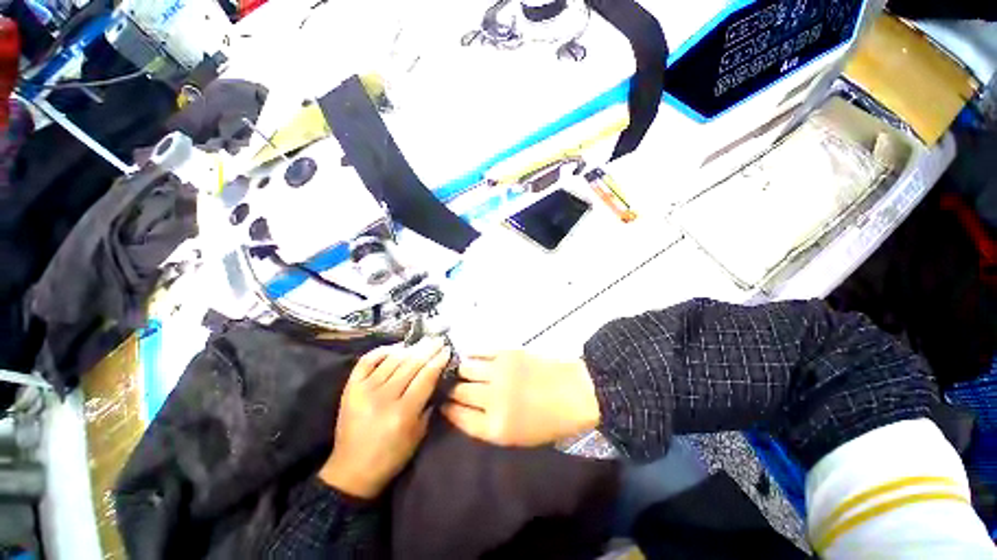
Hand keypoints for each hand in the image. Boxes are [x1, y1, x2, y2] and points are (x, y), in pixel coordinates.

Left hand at [319, 337, 450, 498]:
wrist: (352, 471)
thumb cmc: (391, 456)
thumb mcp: (418, 434)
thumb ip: (428, 404)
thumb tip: (436, 377)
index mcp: (403, 412)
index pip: (426, 377)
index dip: (438, 361)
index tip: (447, 349)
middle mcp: (383, 397)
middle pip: (411, 365)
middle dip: (428, 349)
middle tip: (438, 339)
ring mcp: (364, 390)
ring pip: (392, 360)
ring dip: (410, 348)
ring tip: (422, 341)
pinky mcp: (350, 388)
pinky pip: (367, 361)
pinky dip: (382, 351)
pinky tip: (396, 347)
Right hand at [443, 351, 599, 446]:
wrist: (576, 392)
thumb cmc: (550, 421)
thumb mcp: (518, 437)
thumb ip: (488, 426)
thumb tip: (464, 410)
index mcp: (496, 427)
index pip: (459, 417)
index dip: (448, 409)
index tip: (443, 403)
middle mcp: (493, 399)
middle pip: (459, 392)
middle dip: (451, 390)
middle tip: (450, 386)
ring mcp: (499, 372)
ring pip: (466, 368)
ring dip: (461, 371)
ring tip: (461, 370)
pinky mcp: (507, 353)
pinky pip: (480, 352)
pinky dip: (472, 354)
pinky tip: (472, 356)